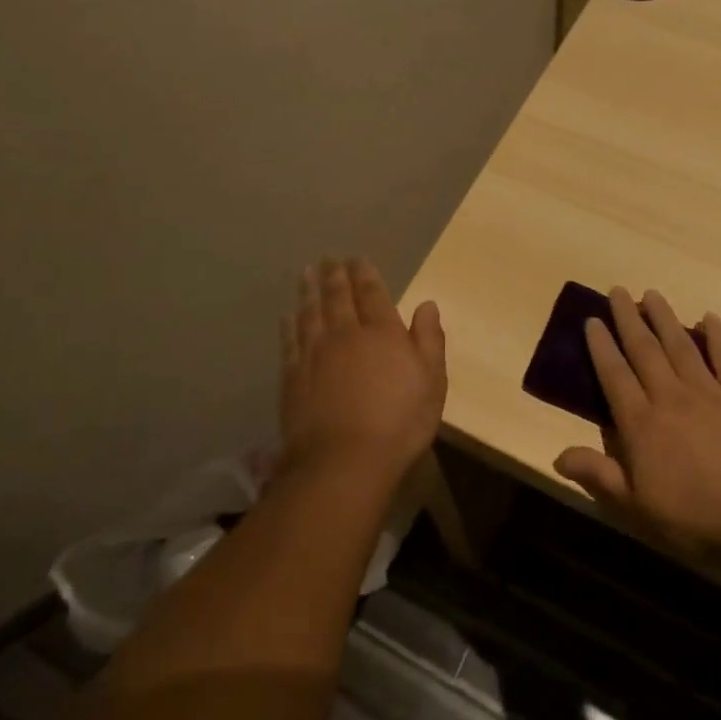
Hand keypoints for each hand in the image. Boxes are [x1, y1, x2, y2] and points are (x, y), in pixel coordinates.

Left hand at [279, 257, 447, 482]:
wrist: (345, 461)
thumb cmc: (400, 423)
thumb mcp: (432, 382)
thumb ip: (429, 340)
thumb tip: (427, 304)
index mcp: (382, 332)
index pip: (372, 293)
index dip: (364, 274)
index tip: (357, 258)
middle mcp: (346, 334)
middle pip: (338, 297)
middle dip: (334, 275)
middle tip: (328, 258)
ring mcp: (315, 354)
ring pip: (310, 312)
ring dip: (308, 290)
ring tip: (306, 272)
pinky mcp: (293, 376)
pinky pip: (290, 341)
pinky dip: (289, 324)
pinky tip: (287, 315)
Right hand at [554, 286, 720, 558]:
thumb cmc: (694, 518)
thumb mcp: (635, 506)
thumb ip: (598, 475)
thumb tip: (557, 455)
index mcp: (641, 423)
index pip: (614, 375)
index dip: (601, 346)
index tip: (592, 319)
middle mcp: (670, 398)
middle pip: (644, 350)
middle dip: (628, 319)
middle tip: (617, 290)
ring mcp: (709, 394)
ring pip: (681, 346)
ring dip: (665, 318)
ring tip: (652, 294)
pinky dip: (717, 337)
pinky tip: (710, 317)